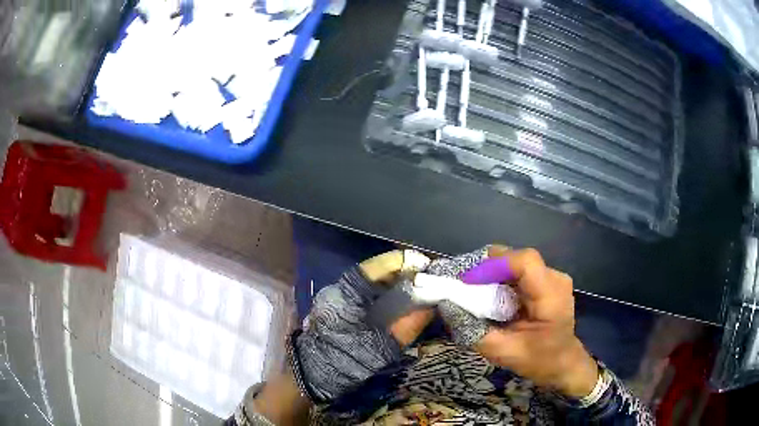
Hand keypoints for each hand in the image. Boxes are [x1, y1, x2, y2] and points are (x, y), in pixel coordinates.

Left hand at [293, 250, 433, 401]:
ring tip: (416, 286)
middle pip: (373, 271)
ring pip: (368, 281)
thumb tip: (430, 307)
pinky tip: (397, 299)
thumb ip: (408, 327)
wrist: (314, 376)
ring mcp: (334, 296)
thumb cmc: (347, 362)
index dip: (401, 262)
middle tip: (425, 276)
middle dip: (400, 271)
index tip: (423, 264)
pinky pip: (362, 292)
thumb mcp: (382, 348)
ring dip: (391, 281)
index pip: (377, 267)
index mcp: (347, 295)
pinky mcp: (335, 306)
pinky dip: (381, 292)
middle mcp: (338, 288)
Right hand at [474, 246, 598, 398]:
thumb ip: (474, 332)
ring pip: (517, 263)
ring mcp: (553, 278)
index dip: (494, 264)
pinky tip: (490, 293)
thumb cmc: (540, 360)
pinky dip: (501, 279)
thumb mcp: (504, 353)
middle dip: (488, 267)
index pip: (525, 261)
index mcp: (551, 294)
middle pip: (517, 259)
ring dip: (493, 272)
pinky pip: (520, 272)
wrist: (564, 363)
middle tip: (463, 283)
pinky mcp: (547, 282)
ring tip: (472, 288)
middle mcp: (555, 278)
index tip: (468, 280)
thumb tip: (447, 307)